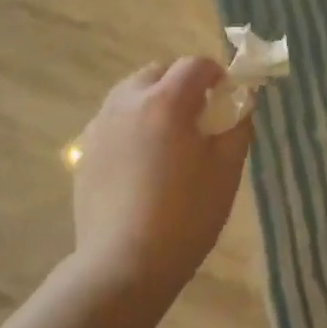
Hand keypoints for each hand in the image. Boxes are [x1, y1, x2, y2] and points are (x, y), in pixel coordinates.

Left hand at [70, 57, 253, 302]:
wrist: (124, 262)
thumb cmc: (186, 215)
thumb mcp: (227, 171)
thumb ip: (237, 127)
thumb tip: (241, 104)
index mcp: (166, 102)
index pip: (195, 65)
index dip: (217, 73)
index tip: (227, 95)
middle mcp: (127, 102)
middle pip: (158, 71)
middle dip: (181, 82)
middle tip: (199, 115)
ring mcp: (100, 125)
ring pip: (130, 93)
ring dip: (154, 100)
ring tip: (169, 136)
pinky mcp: (85, 151)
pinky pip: (113, 120)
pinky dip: (132, 124)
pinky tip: (141, 160)